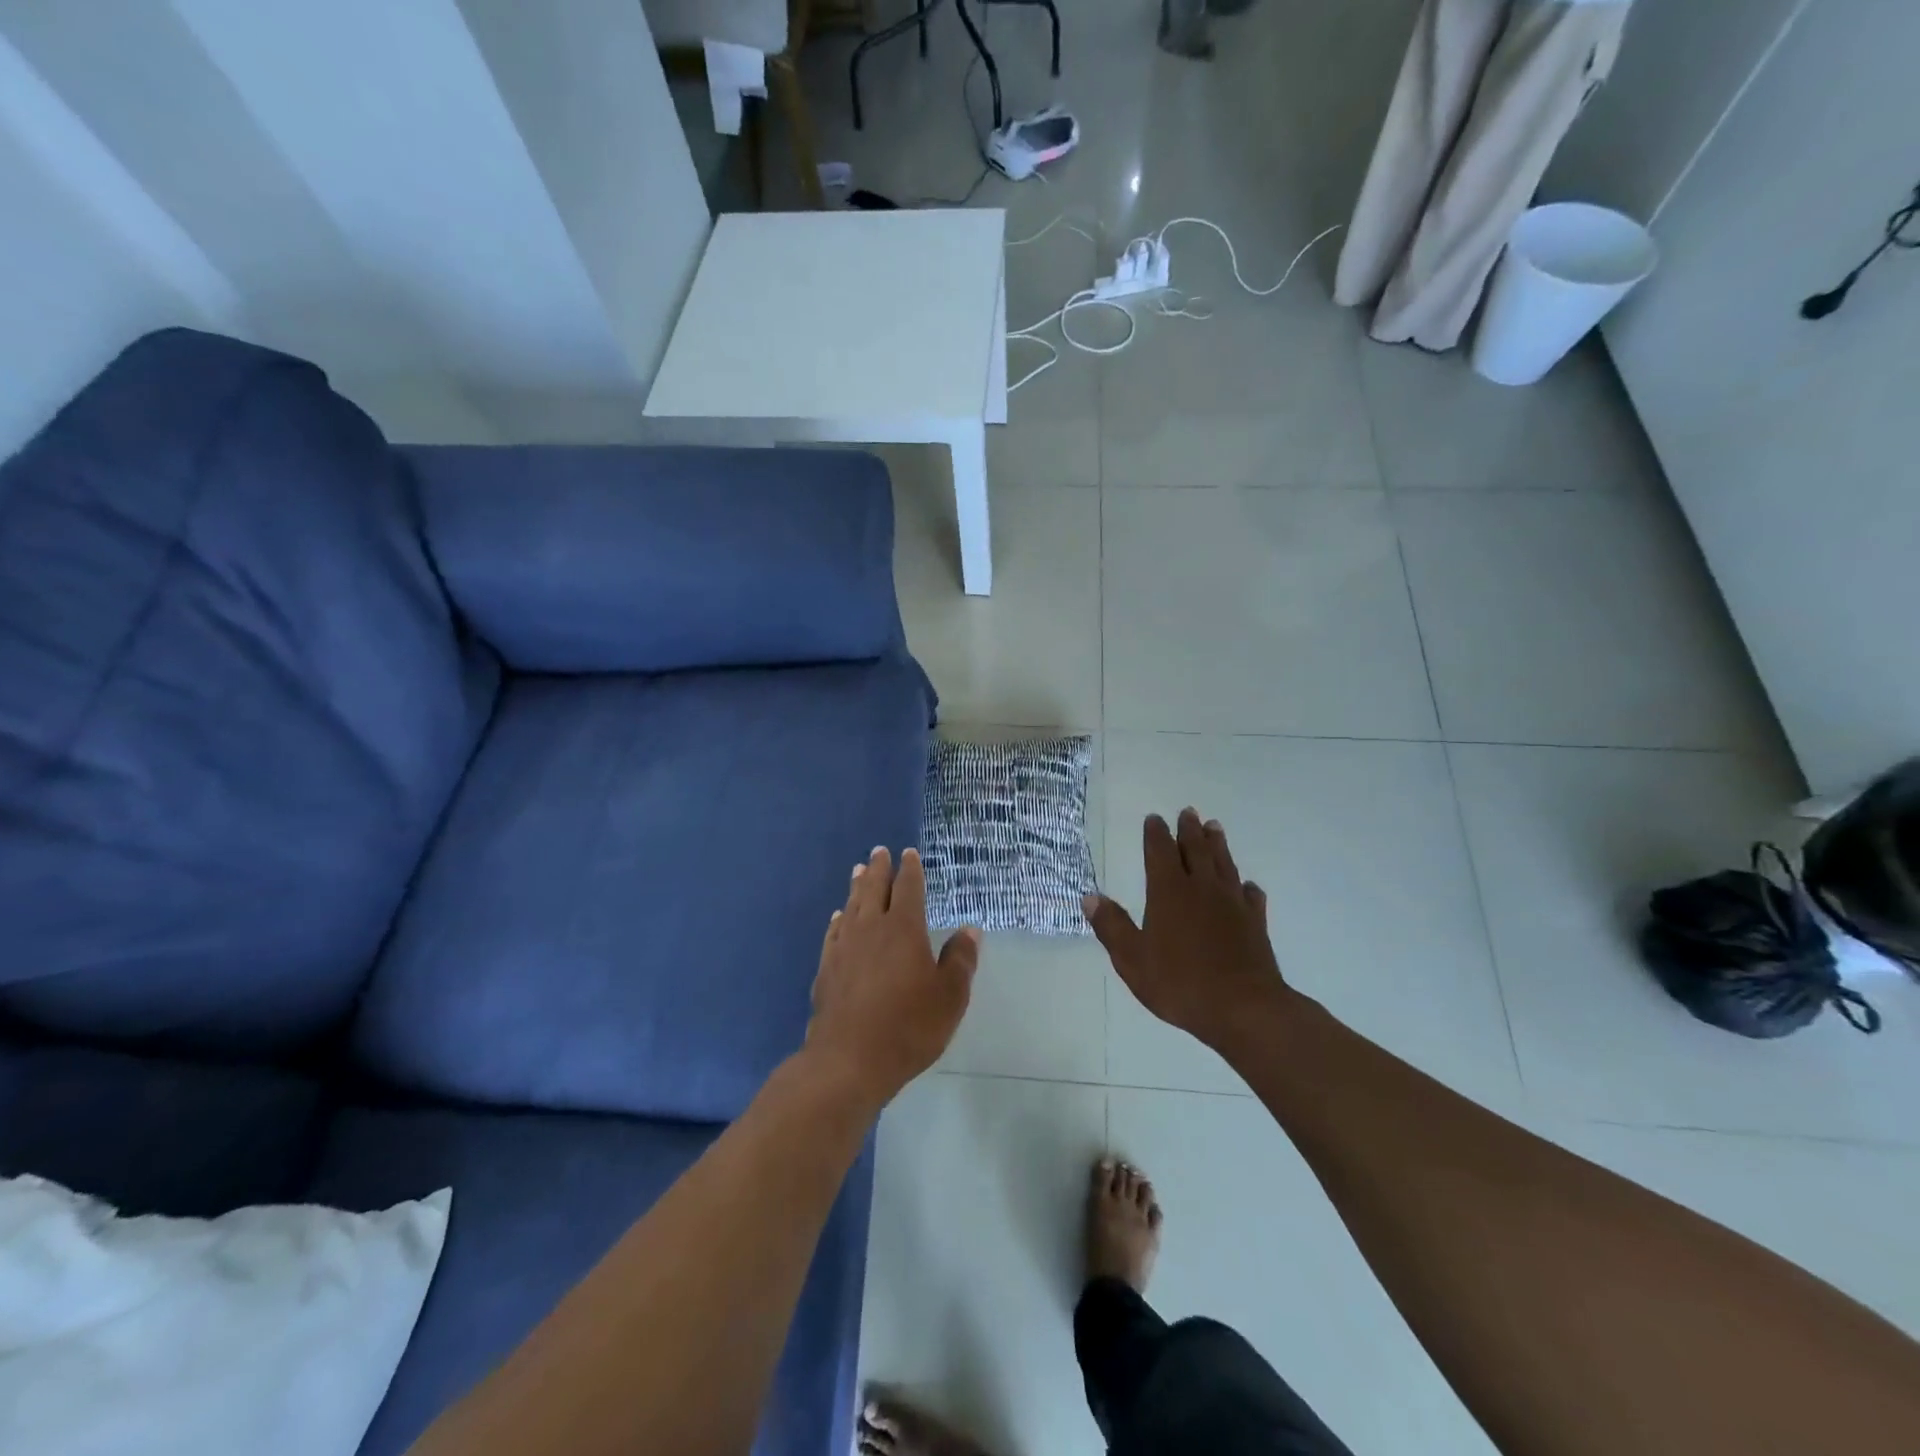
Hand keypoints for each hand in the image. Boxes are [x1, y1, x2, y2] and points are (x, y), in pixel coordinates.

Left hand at [805, 846, 980, 1108]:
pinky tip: (839, 918)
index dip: (910, 870)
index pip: (908, 888)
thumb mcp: (949, 997)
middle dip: (879, 869)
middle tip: (879, 852)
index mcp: (904, 929)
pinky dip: (839, 920)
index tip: (909, 854)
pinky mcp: (826, 968)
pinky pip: (834, 933)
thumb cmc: (908, 1027)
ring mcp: (844, 947)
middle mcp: (871, 929)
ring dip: (857, 887)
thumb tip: (970, 930)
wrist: (849, 1060)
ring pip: (852, 906)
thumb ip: (960, 960)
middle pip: (874, 889)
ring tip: (858, 871)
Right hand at [1084, 809, 1287, 1047]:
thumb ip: (1112, 926)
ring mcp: (1233, 904)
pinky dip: (1246, 887)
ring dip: (1217, 845)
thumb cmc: (1181, 983)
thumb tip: (1090, 897)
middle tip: (1189, 812)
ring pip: (1224, 864)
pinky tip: (1246, 886)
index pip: (1160, 852)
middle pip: (1195, 850)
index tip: (1154, 818)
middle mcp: (1202, 889)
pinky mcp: (1255, 924)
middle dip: (1189, 830)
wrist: (1244, 1008)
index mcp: (1169, 892)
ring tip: (1214, 827)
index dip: (1156, 834)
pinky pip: (1251, 896)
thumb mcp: (1133, 959)